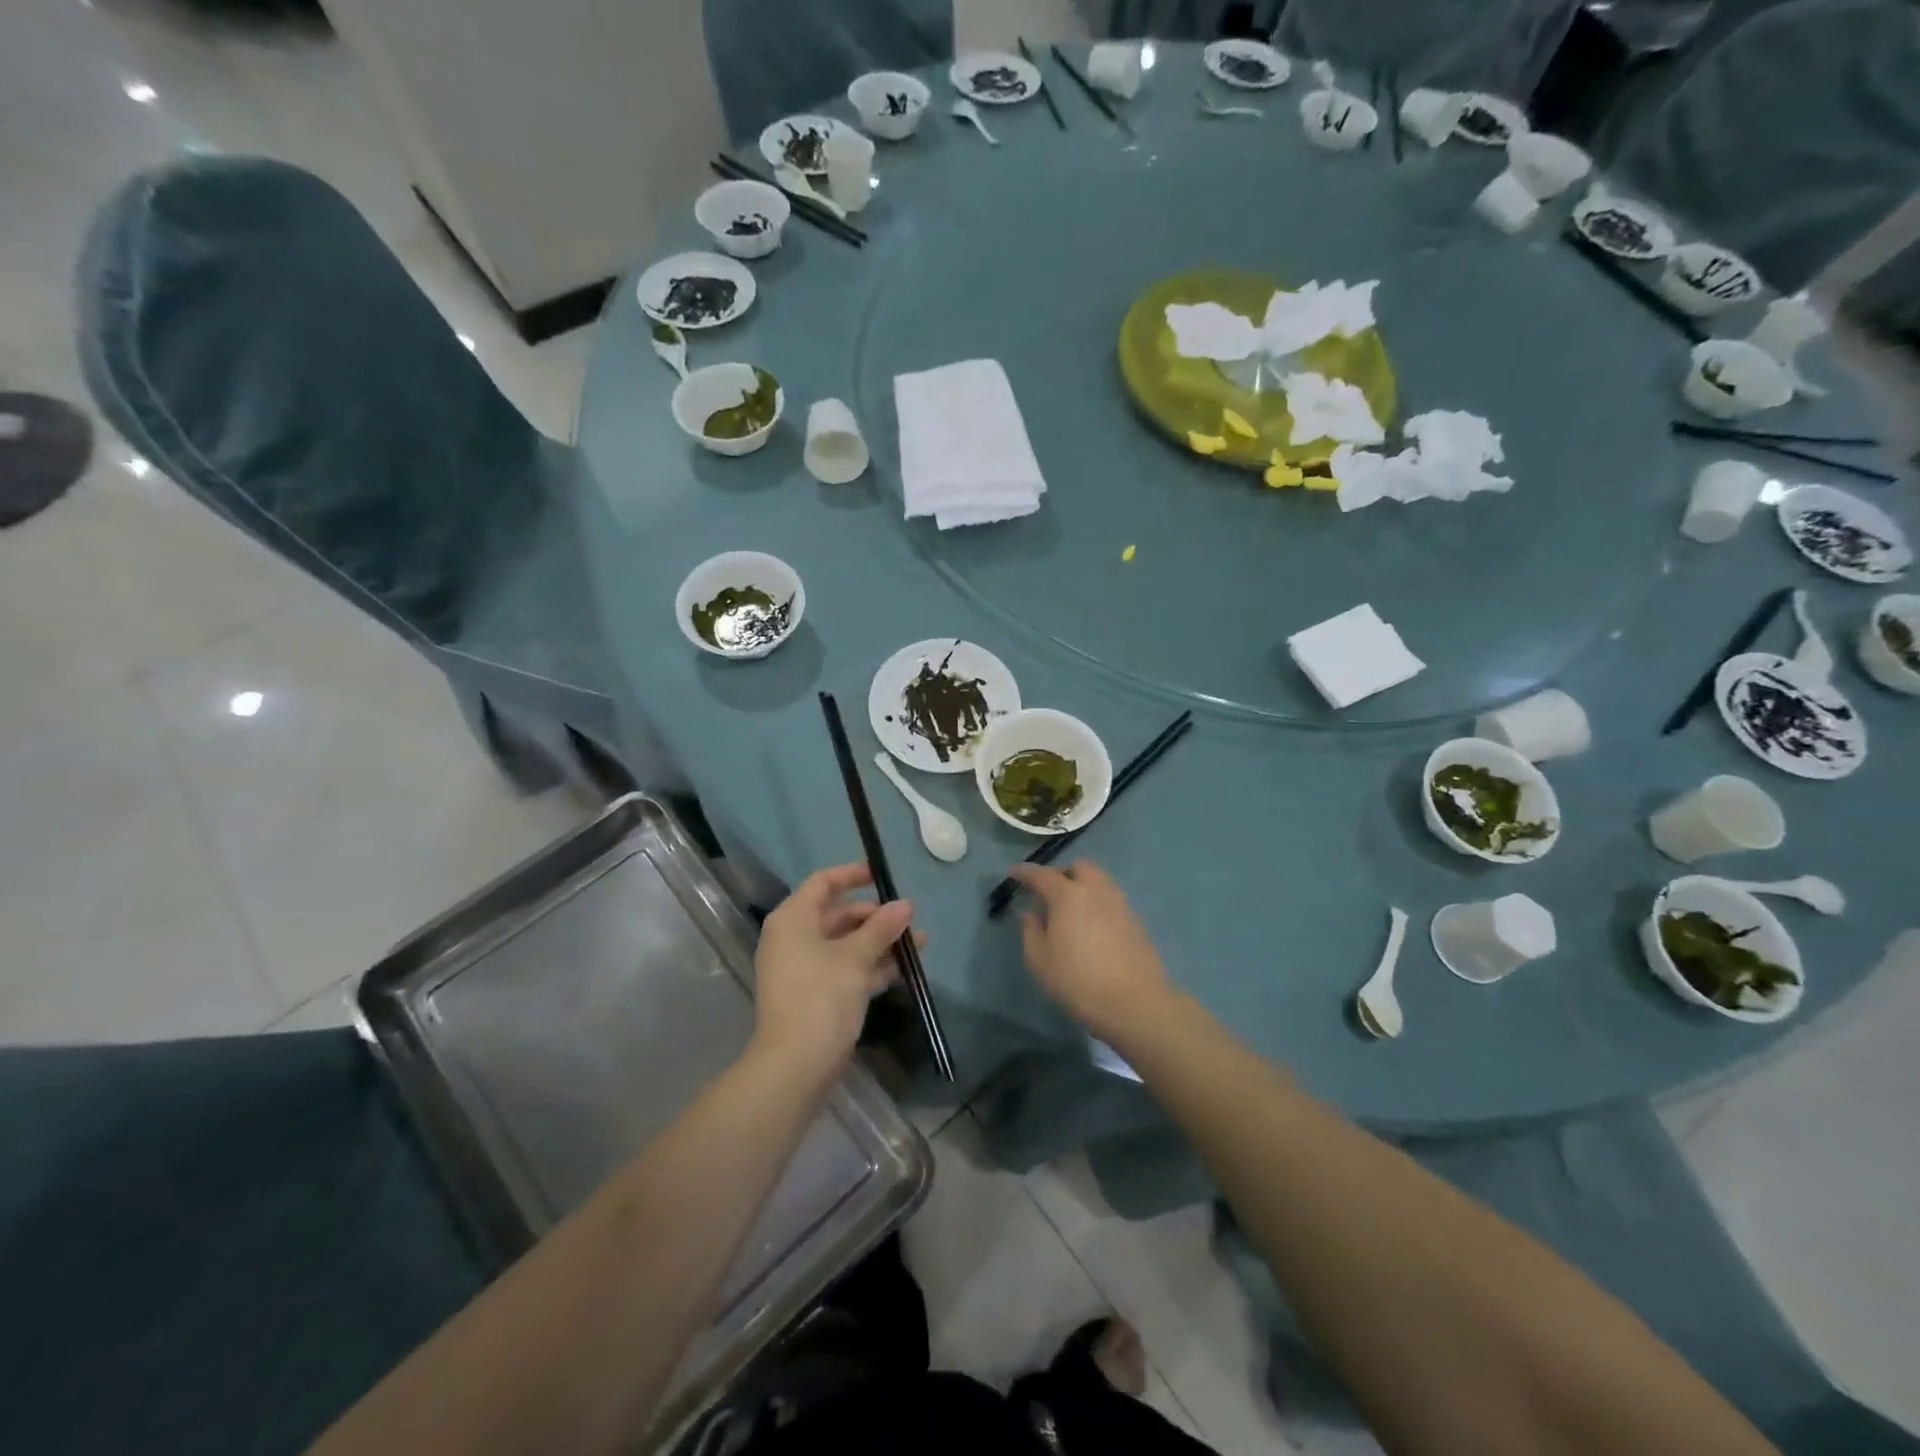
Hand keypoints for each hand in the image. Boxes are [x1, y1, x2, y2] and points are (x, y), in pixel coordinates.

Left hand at [752, 864, 912, 1082]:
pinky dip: (871, 966)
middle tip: (909, 919)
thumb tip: (905, 905)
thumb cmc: (821, 997)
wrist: (795, 1065)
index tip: (883, 875)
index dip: (853, 875)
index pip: (823, 883)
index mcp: (793, 920)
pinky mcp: (815, 995)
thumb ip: (882, 927)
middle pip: (838, 915)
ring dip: (880, 942)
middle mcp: (793, 939)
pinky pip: (845, 969)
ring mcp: (803, 969)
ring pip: (845, 944)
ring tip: (919, 944)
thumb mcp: (856, 958)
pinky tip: (904, 969)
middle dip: (876, 916)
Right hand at [1011, 860, 1173, 1043]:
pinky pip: (1112, 900)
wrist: (1134, 1003)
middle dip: (1062, 873)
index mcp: (1068, 896)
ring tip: (1072, 910)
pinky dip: (1098, 904)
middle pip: (1079, 867)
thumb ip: (1031, 932)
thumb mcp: (1040, 962)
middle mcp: (1096, 891)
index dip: (1025, 872)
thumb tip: (1032, 914)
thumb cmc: (1078, 981)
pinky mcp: (1136, 921)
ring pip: (1100, 881)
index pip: (1042, 874)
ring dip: (1083, 886)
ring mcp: (1120, 904)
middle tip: (1049, 892)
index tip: (1013, 872)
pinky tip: (1092, 927)